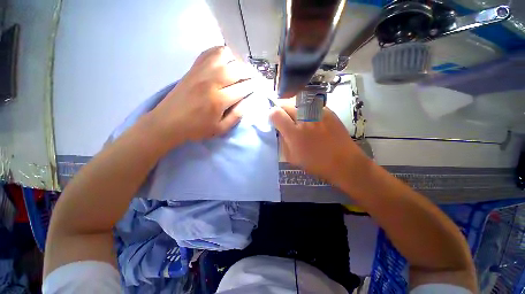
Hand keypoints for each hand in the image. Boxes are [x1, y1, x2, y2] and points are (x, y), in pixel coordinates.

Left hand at [147, 46, 255, 148]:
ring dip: (237, 61)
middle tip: (254, 78)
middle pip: (237, 69)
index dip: (254, 86)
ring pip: (225, 56)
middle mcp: (211, 81)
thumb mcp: (220, 129)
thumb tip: (248, 101)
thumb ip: (236, 115)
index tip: (260, 86)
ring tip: (240, 70)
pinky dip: (221, 53)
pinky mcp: (193, 68)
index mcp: (219, 100)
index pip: (243, 88)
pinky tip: (226, 61)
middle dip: (249, 73)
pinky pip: (209, 52)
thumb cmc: (197, 128)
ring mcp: (201, 72)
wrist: (168, 121)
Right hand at [269, 100, 366, 180]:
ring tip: (296, 116)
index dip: (272, 115)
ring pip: (298, 101)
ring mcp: (318, 113)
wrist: (344, 161)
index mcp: (294, 133)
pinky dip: (306, 108)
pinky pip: (311, 104)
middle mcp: (305, 119)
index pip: (276, 113)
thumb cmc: (316, 163)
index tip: (274, 120)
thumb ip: (283, 142)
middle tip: (284, 118)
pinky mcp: (328, 111)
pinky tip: (309, 117)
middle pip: (286, 103)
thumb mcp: (292, 158)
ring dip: (293, 107)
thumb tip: (280, 130)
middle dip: (282, 109)